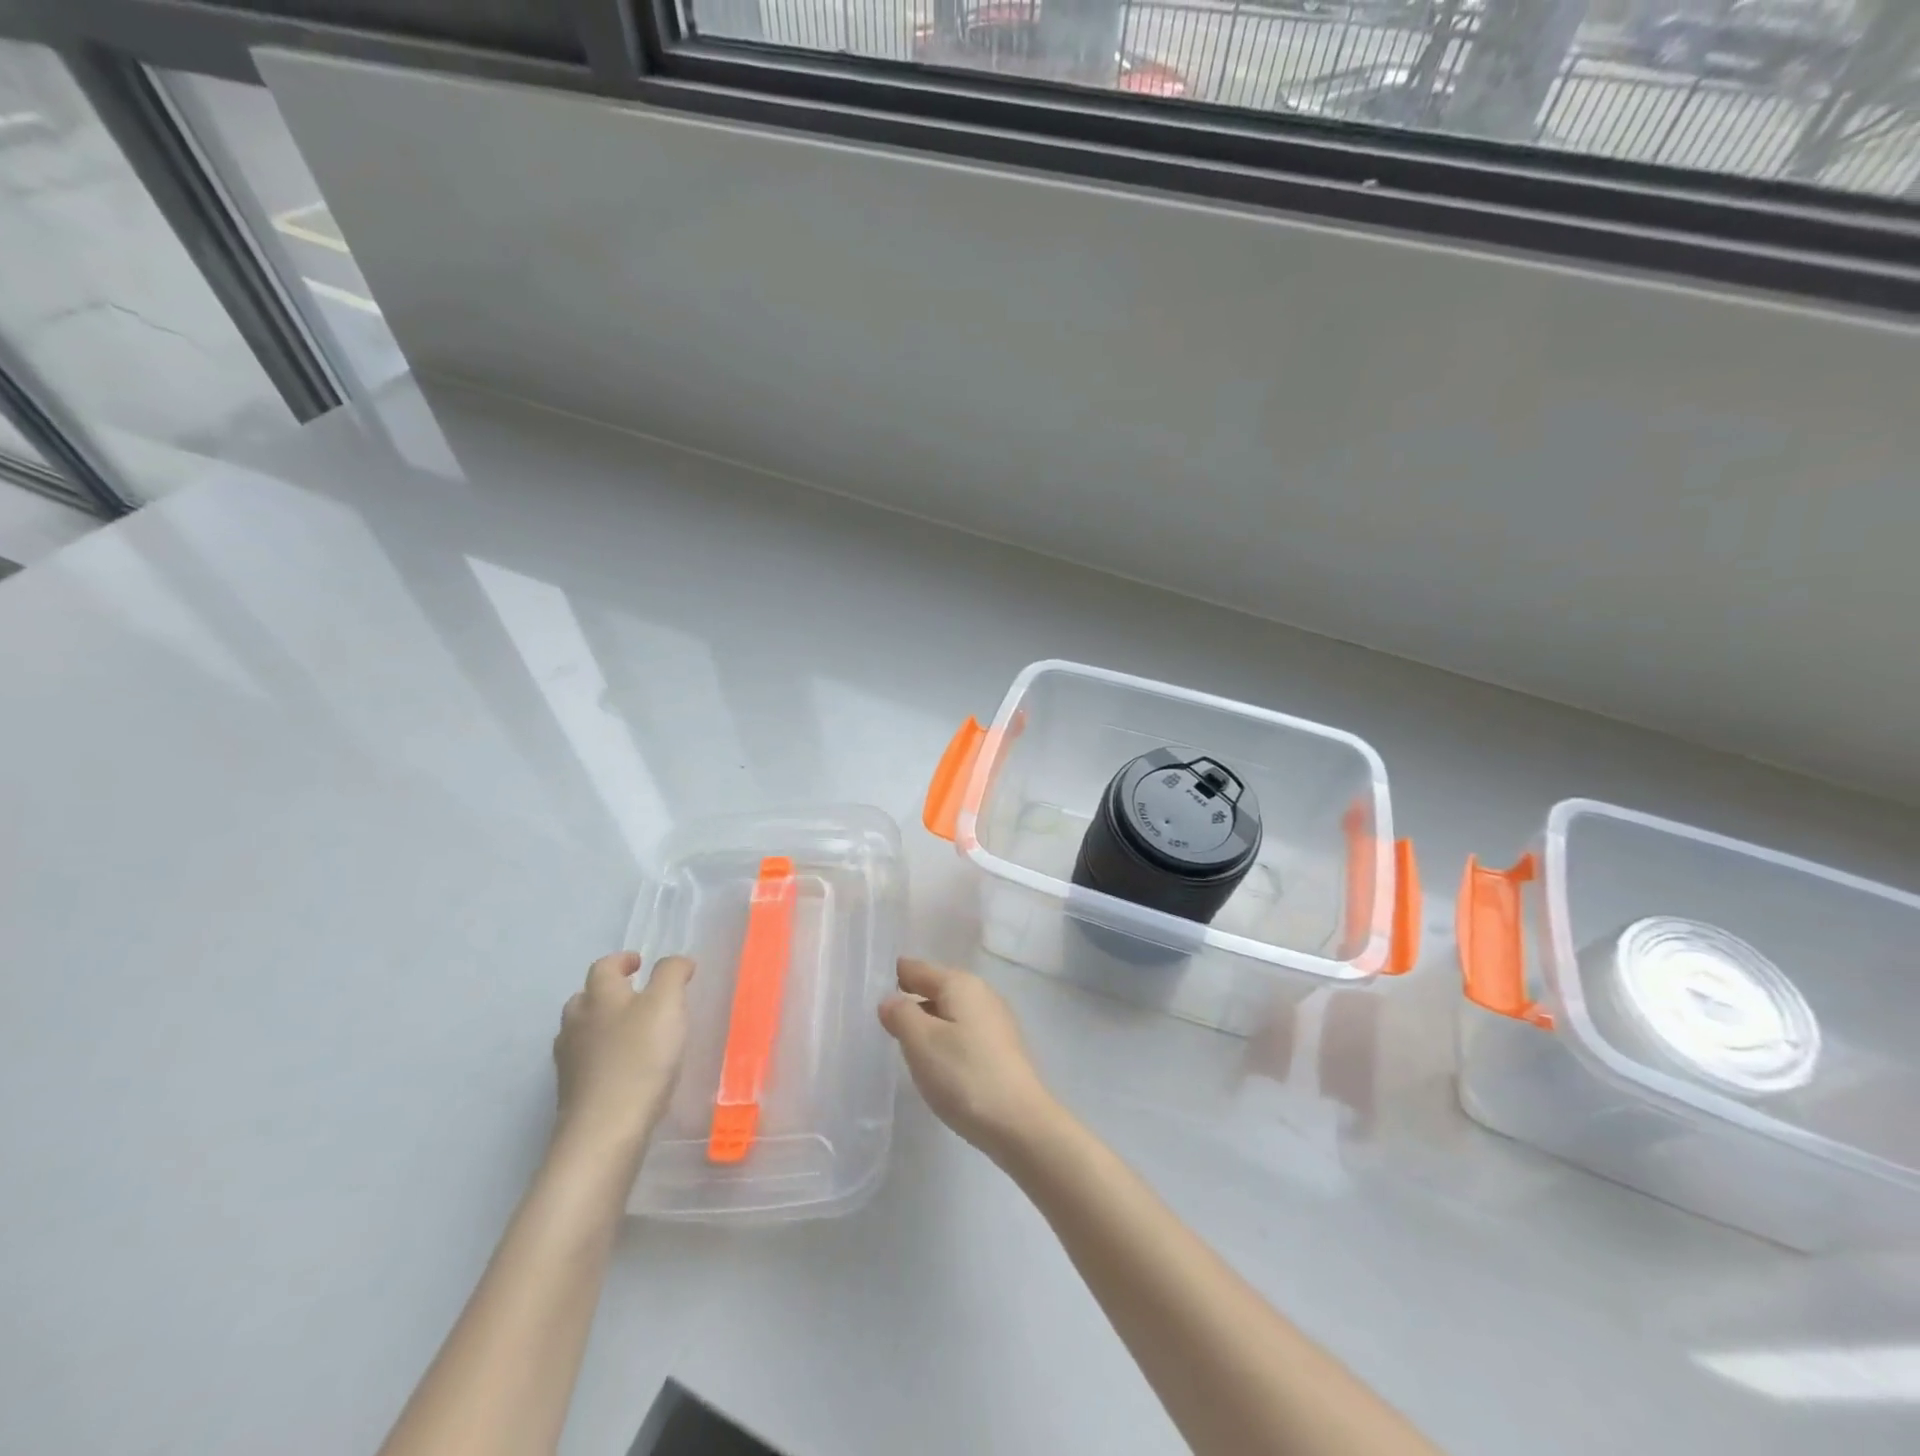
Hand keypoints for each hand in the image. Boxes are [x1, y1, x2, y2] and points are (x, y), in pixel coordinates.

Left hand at [552, 953, 693, 1158]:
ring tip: (629, 1033)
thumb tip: (675, 961)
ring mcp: (569, 1060)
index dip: (622, 960)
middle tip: (635, 998)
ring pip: (580, 1031)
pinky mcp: (571, 1092)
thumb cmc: (640, 1058)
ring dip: (600, 1025)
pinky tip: (621, 1069)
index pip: (604, 966)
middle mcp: (577, 1023)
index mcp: (600, 997)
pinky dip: (599, 1057)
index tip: (640, 963)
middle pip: (585, 998)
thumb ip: (672, 974)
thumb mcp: (667, 1004)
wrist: (605, 1130)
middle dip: (607, 993)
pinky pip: (584, 1062)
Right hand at [879, 958, 1064, 1164]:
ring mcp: (995, 1021)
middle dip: (910, 999)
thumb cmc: (964, 1075)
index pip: (918, 969)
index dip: (894, 978)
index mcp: (960, 984)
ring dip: (928, 1022)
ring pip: (951, 1011)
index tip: (870, 991)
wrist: (1020, 1123)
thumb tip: (891, 1000)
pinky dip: (945, 1039)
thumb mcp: (921, 1042)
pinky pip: (963, 1032)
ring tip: (903, 1041)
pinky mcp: (1002, 1048)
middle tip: (881, 1018)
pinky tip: (936, 1062)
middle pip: (936, 988)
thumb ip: (901, 1014)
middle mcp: (981, 993)